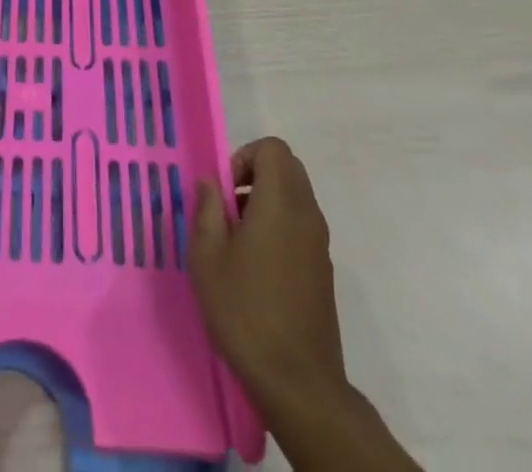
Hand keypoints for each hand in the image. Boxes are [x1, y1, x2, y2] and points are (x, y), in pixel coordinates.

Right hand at [189, 137, 345, 406]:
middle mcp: (307, 214)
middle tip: (229, 208)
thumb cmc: (245, 311)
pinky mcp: (323, 270)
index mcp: (280, 203)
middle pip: (287, 168)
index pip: (273, 148)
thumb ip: (207, 209)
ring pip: (296, 196)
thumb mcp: (207, 257)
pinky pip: (302, 225)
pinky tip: (257, 268)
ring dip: (266, 201)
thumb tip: (211, 182)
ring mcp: (320, 244)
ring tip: (238, 241)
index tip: (226, 191)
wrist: (298, 383)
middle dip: (255, 174)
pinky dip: (280, 226)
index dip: (245, 156)